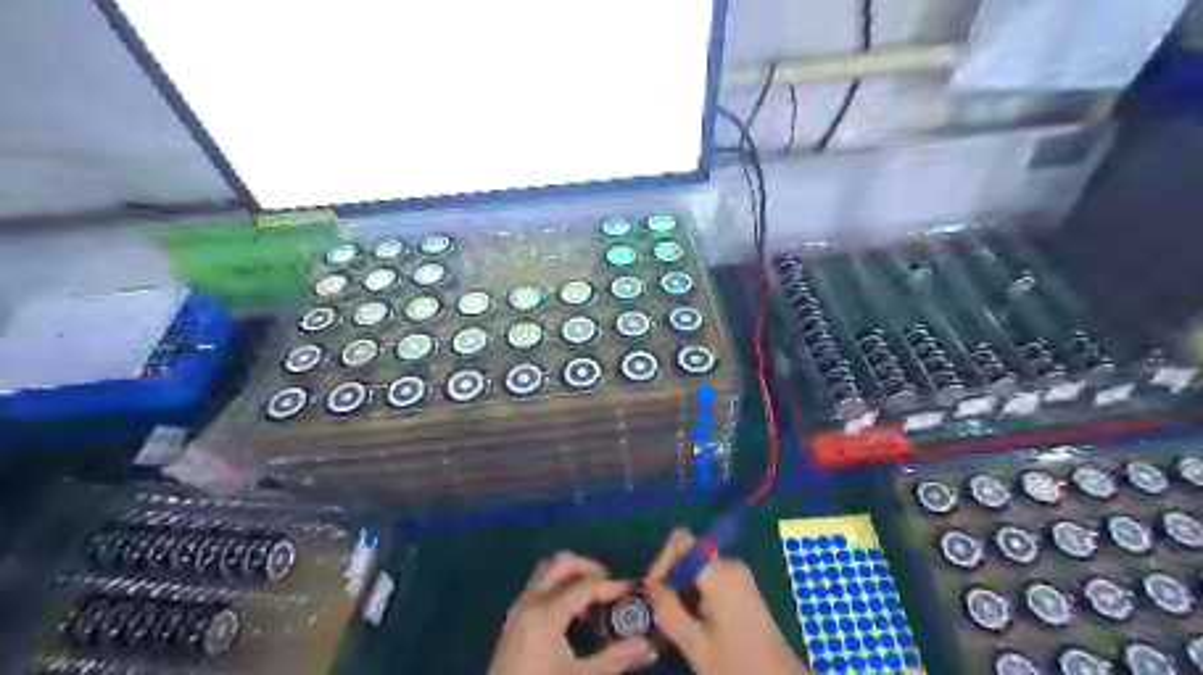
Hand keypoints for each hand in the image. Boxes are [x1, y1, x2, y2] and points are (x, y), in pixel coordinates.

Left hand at [485, 550, 657, 673]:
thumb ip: (615, 659)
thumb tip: (648, 644)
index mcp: (545, 613)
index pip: (584, 585)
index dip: (611, 586)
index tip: (633, 591)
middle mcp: (529, 601)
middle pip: (561, 563)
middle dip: (589, 568)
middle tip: (610, 587)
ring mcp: (519, 608)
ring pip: (547, 570)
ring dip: (572, 575)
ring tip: (593, 600)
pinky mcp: (515, 619)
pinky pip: (539, 586)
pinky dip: (560, 587)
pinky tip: (575, 615)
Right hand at [645, 527, 801, 674]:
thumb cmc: (738, 665)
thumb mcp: (696, 646)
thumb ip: (669, 612)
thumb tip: (650, 586)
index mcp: (720, 573)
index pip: (681, 540)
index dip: (662, 559)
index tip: (653, 590)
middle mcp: (730, 564)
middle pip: (688, 554)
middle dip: (670, 578)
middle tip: (659, 611)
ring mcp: (738, 574)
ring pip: (696, 567)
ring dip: (681, 589)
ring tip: (675, 621)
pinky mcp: (741, 586)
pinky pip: (708, 577)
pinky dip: (694, 593)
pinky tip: (693, 622)